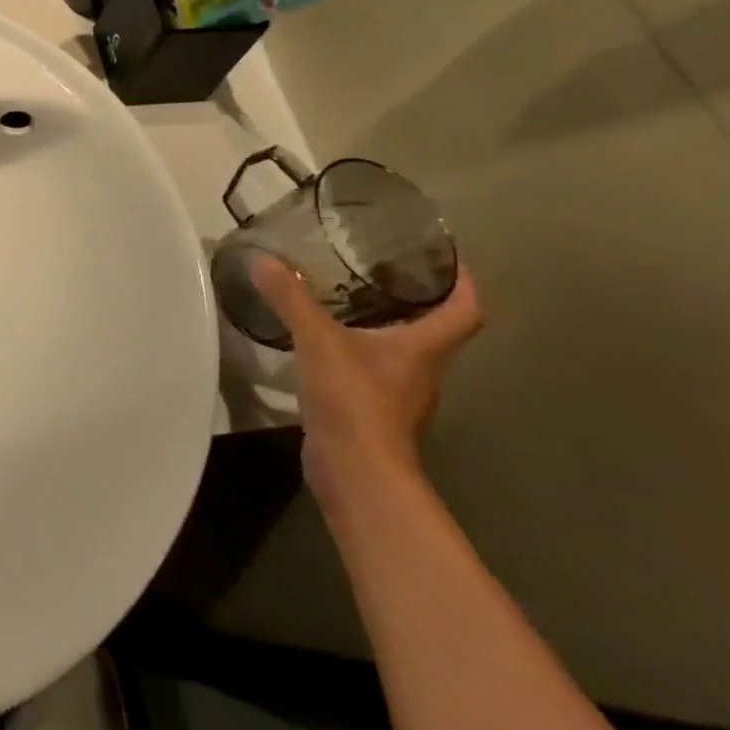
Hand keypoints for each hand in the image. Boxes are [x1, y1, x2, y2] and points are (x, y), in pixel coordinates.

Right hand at [252, 258, 483, 508]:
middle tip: (380, 269)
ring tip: (346, 300)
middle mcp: (421, 371)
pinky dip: (358, 353)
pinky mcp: (373, 413)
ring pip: (401, 352)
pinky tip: (325, 344)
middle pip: (433, 330)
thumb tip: (265, 260)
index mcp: (424, 348)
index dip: (463, 282)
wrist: (355, 471)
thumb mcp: (317, 340)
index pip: (465, 311)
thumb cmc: (354, 399)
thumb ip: (292, 299)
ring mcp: (399, 396)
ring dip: (383, 326)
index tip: (447, 258)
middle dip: (414, 299)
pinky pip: (373, 372)